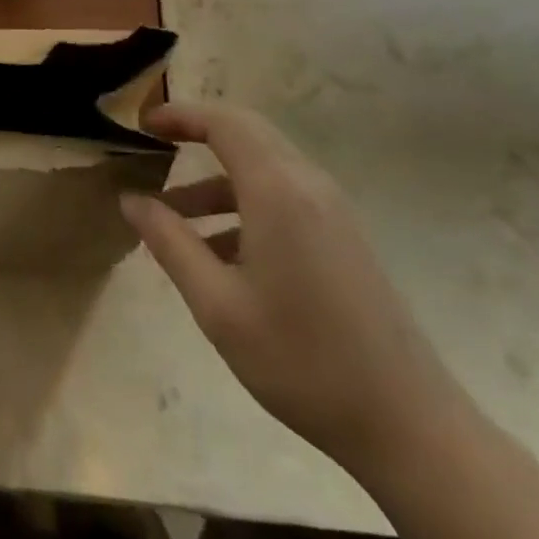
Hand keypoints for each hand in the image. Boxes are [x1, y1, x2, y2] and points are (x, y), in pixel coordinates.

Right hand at [122, 102, 469, 480]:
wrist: (408, 424)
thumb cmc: (301, 360)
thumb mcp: (218, 304)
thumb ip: (170, 243)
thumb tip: (130, 200)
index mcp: (278, 190)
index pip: (224, 122)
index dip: (180, 114)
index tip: (141, 124)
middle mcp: (307, 185)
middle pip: (246, 133)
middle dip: (196, 133)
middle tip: (151, 147)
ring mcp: (331, 210)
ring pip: (263, 167)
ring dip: (215, 179)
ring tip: (171, 216)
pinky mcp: (342, 236)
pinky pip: (283, 196)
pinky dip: (242, 204)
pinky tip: (217, 253)